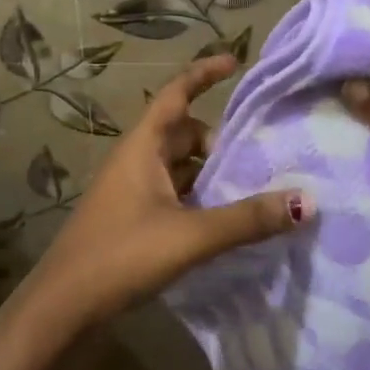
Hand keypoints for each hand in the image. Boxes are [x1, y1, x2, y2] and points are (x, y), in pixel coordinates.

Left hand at [21, 55, 311, 325]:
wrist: (62, 307)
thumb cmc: (121, 255)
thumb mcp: (190, 236)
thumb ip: (246, 219)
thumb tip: (307, 201)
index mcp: (142, 147)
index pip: (176, 94)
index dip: (204, 74)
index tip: (236, 62)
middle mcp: (135, 161)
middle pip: (184, 133)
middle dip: (219, 140)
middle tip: (260, 158)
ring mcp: (131, 191)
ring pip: (179, 167)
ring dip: (210, 174)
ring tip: (251, 190)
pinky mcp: (132, 219)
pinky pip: (173, 194)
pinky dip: (198, 199)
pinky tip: (222, 221)